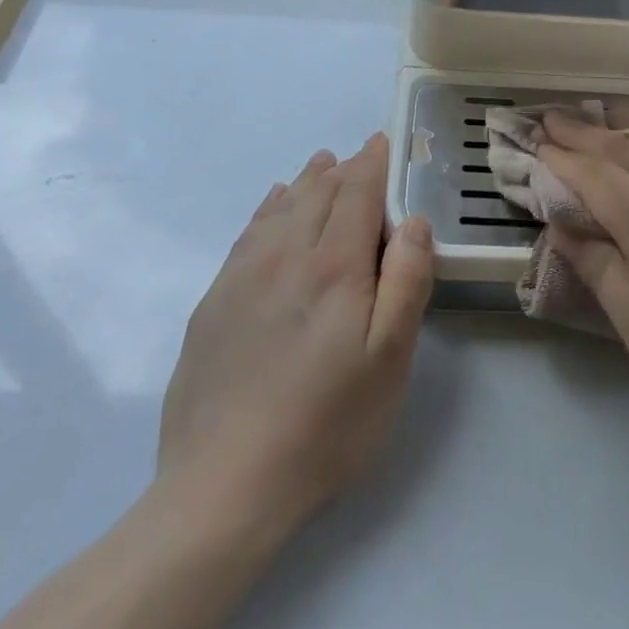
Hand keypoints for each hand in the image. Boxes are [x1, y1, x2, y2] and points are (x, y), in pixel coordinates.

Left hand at [151, 134, 433, 534]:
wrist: (222, 486)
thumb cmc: (325, 425)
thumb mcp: (388, 361)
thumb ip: (405, 282)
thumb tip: (414, 221)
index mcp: (333, 266)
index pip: (356, 193)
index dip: (373, 163)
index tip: (384, 142)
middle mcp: (284, 255)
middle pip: (318, 193)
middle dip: (344, 169)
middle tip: (362, 155)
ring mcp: (241, 276)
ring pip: (280, 207)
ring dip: (306, 181)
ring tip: (322, 164)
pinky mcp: (214, 302)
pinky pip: (248, 233)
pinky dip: (268, 208)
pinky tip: (274, 205)